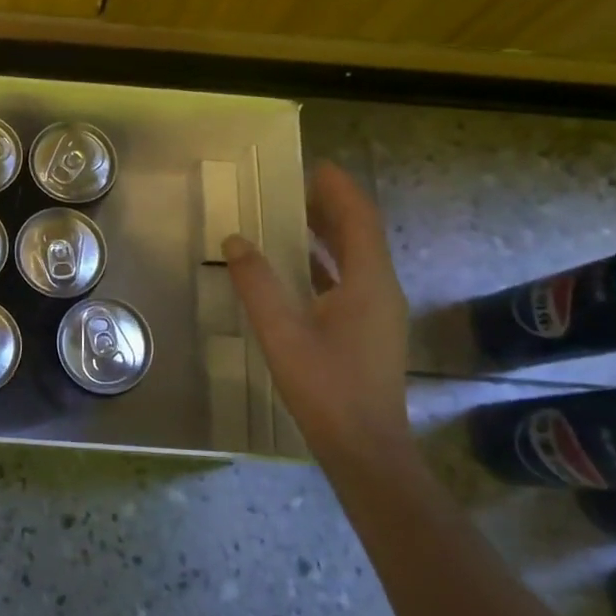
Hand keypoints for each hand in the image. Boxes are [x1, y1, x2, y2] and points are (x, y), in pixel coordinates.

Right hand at [222, 161, 410, 462]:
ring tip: (291, 216)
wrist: (366, 450)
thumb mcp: (282, 332)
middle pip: (360, 234)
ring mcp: (378, 313)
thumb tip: (235, 240)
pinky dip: (325, 263)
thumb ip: (257, 283)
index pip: (359, 218)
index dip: (338, 188)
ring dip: (328, 234)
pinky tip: (298, 268)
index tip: (312, 165)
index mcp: (369, 282)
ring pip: (355, 258)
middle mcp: (381, 290)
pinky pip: (349, 281)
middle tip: (292, 186)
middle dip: (331, 206)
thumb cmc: (326, 387)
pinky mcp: (369, 331)